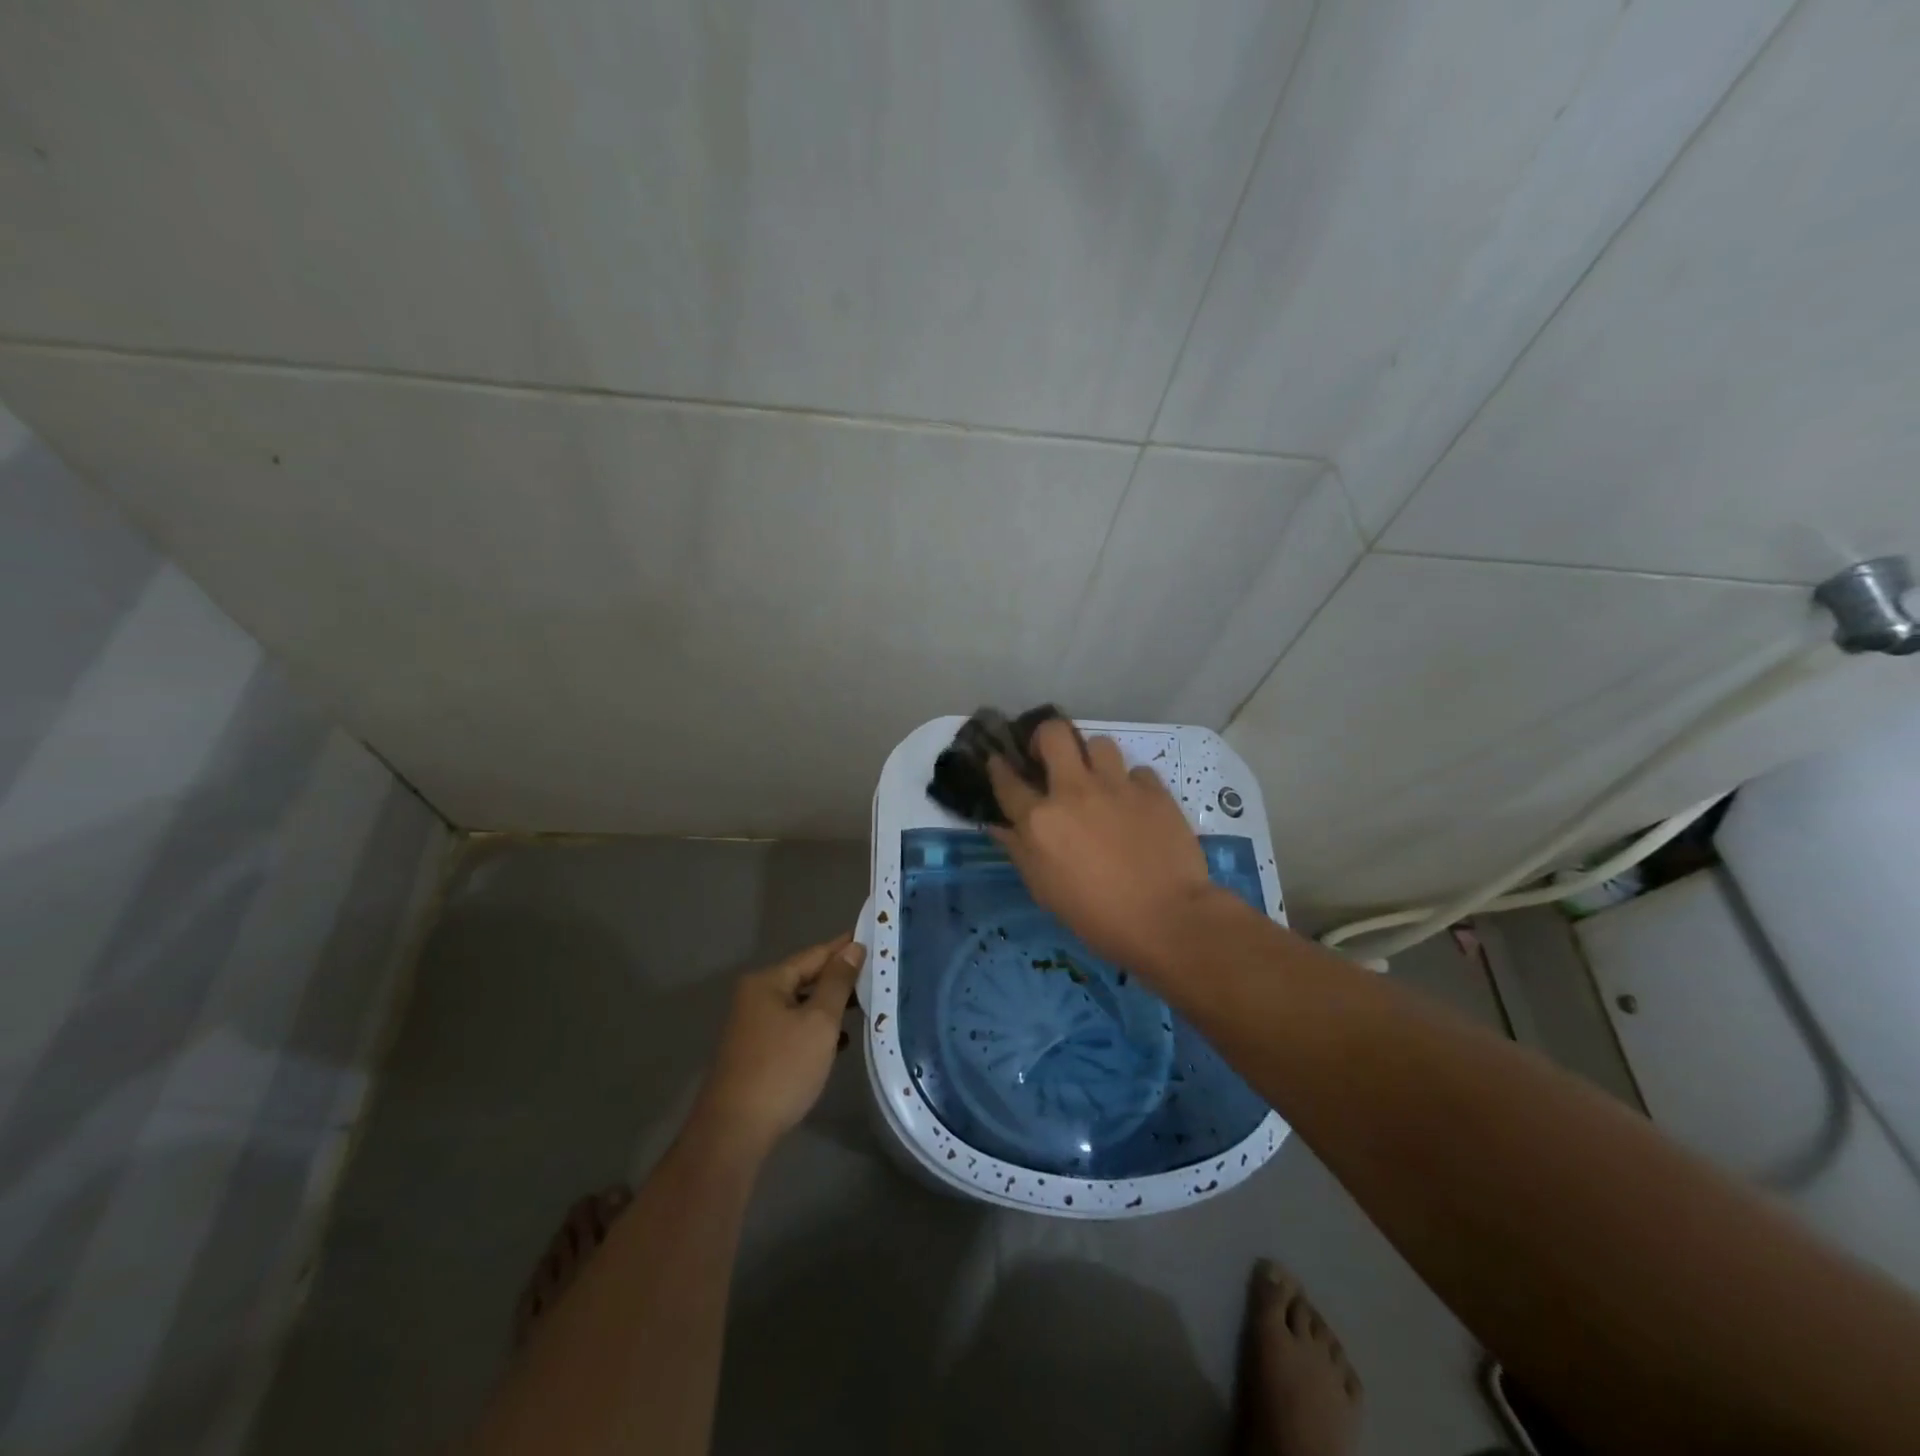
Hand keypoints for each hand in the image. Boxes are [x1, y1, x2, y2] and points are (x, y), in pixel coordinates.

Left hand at [692, 933, 865, 1158]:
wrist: (735, 1132)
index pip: (815, 954)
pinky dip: (816, 1029)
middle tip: (877, 972)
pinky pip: (794, 1028)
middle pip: (806, 978)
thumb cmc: (782, 1068)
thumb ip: (837, 982)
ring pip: (801, 1005)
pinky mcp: (757, 1052)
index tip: (873, 935)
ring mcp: (754, 1026)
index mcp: (768, 981)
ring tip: (866, 1004)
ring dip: (830, 1005)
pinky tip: (840, 1040)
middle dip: (839, 978)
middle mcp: (756, 997)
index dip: (844, 947)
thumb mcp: (819, 1022)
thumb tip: (853, 948)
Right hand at [988, 720, 1214, 974]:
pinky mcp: (1154, 790)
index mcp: (1040, 820)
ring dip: (1093, 759)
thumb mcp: (1044, 891)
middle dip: (1045, 737)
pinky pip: (1137, 771)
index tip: (998, 761)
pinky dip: (1132, 784)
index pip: (1008, 781)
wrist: (1167, 919)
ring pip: (1098, 743)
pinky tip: (1135, 805)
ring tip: (1098, 781)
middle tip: (1051, 758)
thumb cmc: (1096, 916)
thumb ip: (1020, 851)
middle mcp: (1074, 791)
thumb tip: (1000, 827)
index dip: (998, 767)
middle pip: (1053, 733)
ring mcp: (1117, 786)